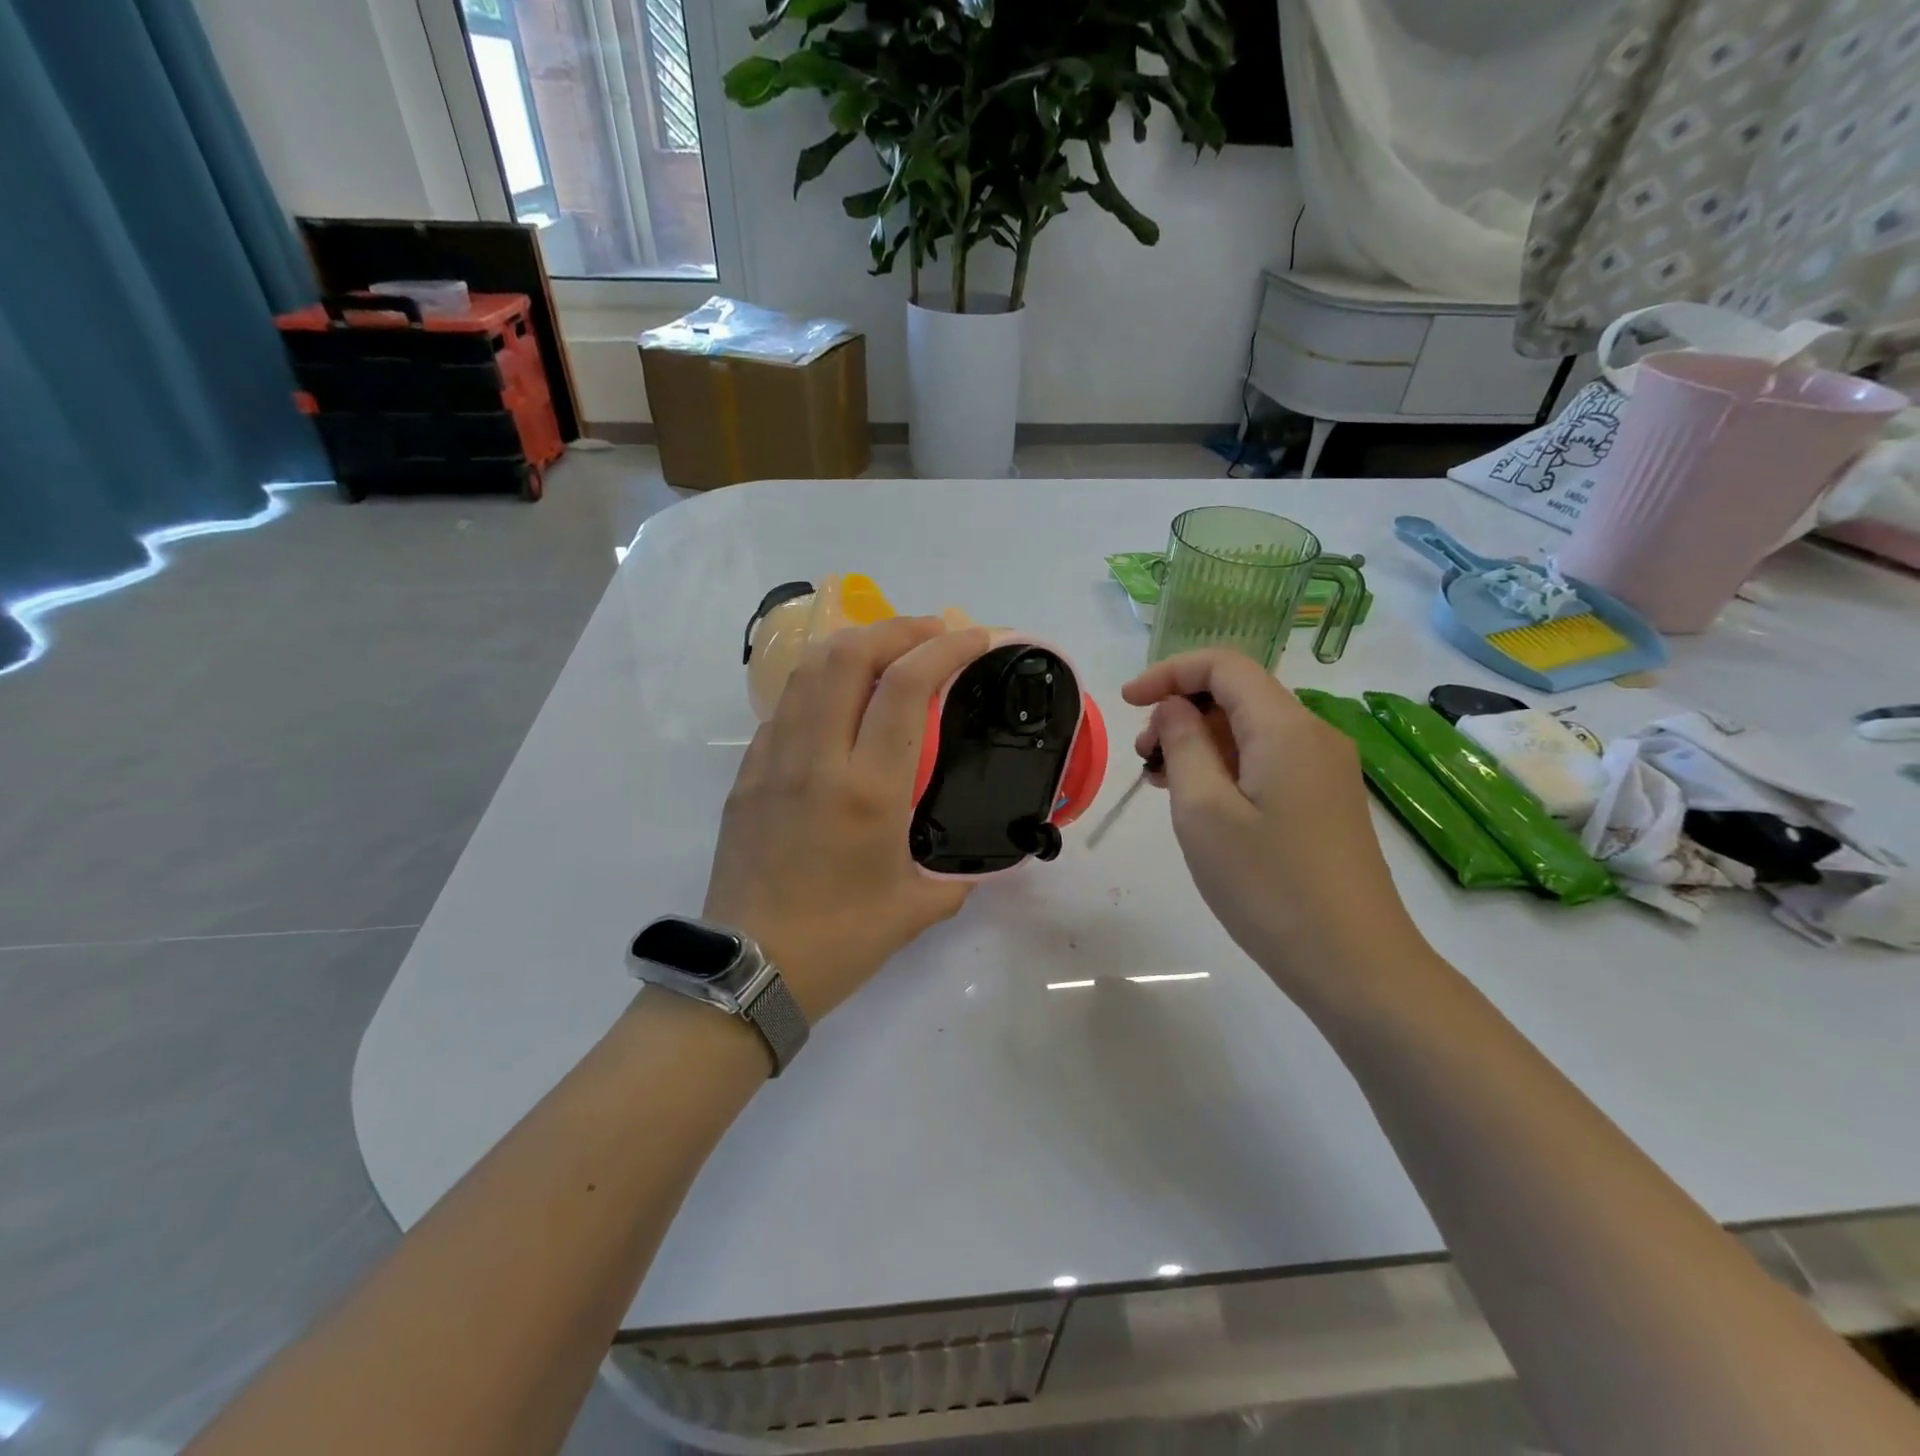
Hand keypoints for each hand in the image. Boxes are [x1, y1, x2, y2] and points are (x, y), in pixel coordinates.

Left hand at [704, 617, 992, 1022]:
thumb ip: (958, 875)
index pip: (906, 688)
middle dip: (898, 628)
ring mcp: (772, 761)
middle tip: (933, 632)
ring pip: (809, 671)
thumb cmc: (839, 942)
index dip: (946, 647)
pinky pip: (785, 708)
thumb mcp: (917, 908)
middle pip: (849, 655)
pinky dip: (820, 685)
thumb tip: (979, 861)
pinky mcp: (746, 774)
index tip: (976, 636)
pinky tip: (840, 704)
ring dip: (855, 645)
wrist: (747, 972)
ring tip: (889, 652)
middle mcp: (817, 760)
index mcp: (868, 791)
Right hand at [1123, 650, 1427, 1003]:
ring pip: (1251, 729)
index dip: (1169, 672)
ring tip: (1162, 783)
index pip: (1225, 665)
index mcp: (1285, 727)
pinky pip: (1267, 760)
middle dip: (1181, 710)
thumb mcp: (1204, 812)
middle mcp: (1313, 735)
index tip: (1126, 703)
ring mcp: (1325, 769)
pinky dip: (1226, 765)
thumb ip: (1183, 745)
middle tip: (1143, 758)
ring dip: (1200, 741)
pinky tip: (1201, 802)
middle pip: (1239, 694)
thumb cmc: (1268, 885)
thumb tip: (1174, 707)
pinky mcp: (1326, 800)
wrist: (1354, 963)